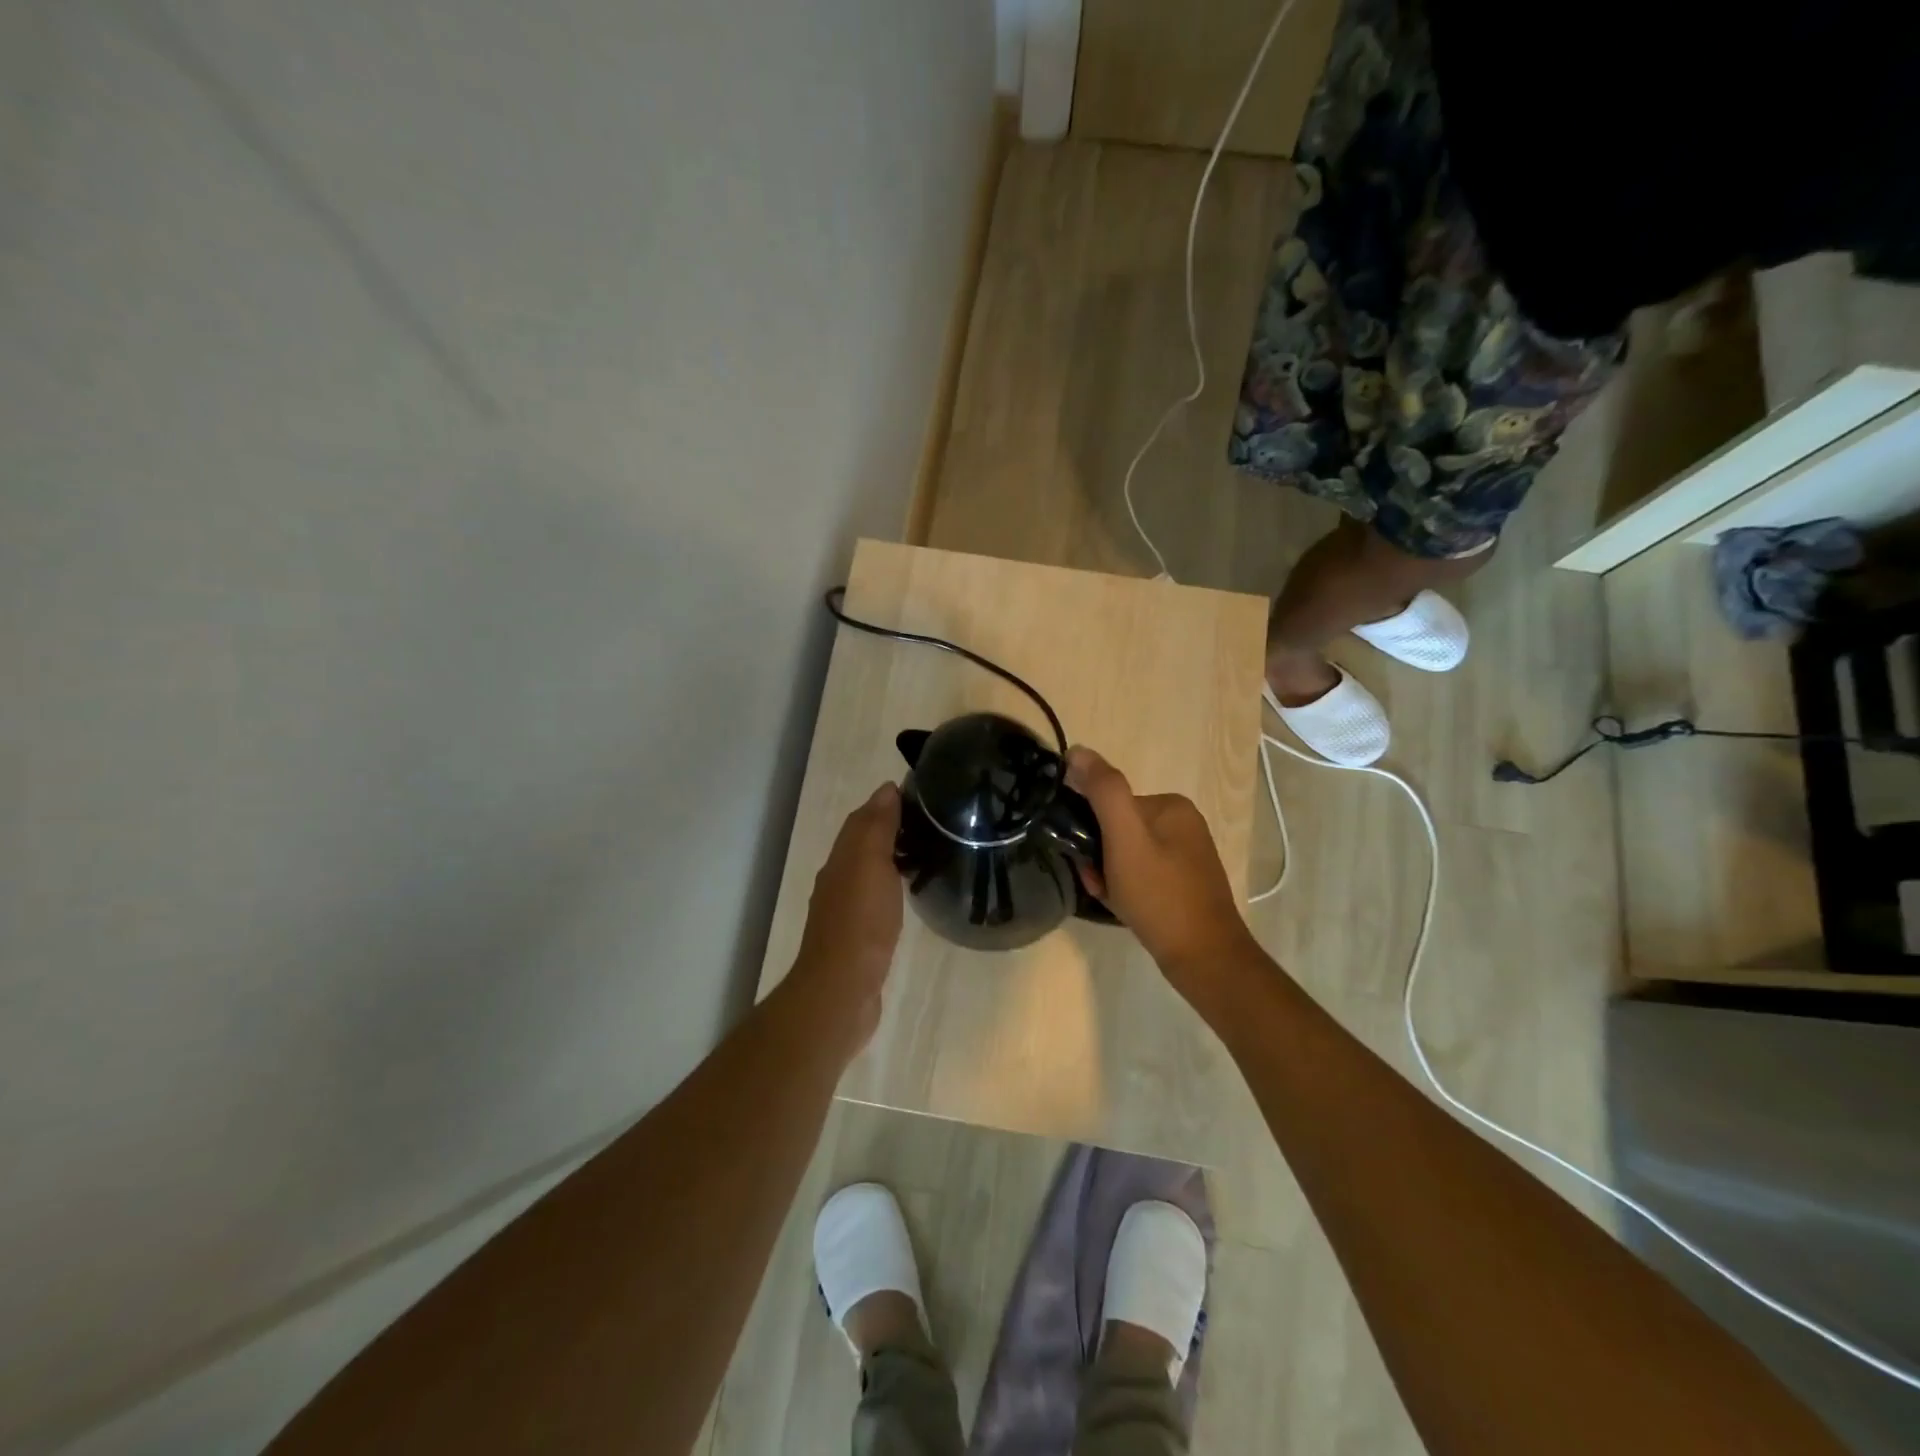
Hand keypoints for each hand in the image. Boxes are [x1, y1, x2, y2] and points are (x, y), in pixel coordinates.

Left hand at [791, 783, 904, 1047]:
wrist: (842, 988)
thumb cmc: (860, 922)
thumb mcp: (870, 864)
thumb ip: (877, 827)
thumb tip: (886, 789)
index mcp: (841, 859)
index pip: (863, 819)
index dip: (887, 804)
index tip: (923, 794)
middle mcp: (839, 879)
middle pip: (864, 843)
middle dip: (892, 828)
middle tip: (933, 822)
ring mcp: (846, 909)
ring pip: (870, 871)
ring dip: (893, 857)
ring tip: (929, 851)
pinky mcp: (859, 935)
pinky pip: (877, 898)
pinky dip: (893, 886)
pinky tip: (911, 892)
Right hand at [1066, 747, 1257, 989]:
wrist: (1203, 957)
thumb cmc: (1160, 895)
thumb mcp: (1125, 838)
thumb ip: (1103, 791)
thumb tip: (1077, 750)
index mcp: (1171, 805)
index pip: (1111, 804)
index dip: (1091, 831)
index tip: (1087, 860)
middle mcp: (1182, 822)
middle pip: (1118, 828)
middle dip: (1099, 855)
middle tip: (1098, 883)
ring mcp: (1186, 854)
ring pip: (1126, 853)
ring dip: (1108, 873)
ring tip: (1111, 897)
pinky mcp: (1185, 882)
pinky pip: (1141, 873)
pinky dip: (1125, 887)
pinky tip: (1124, 906)